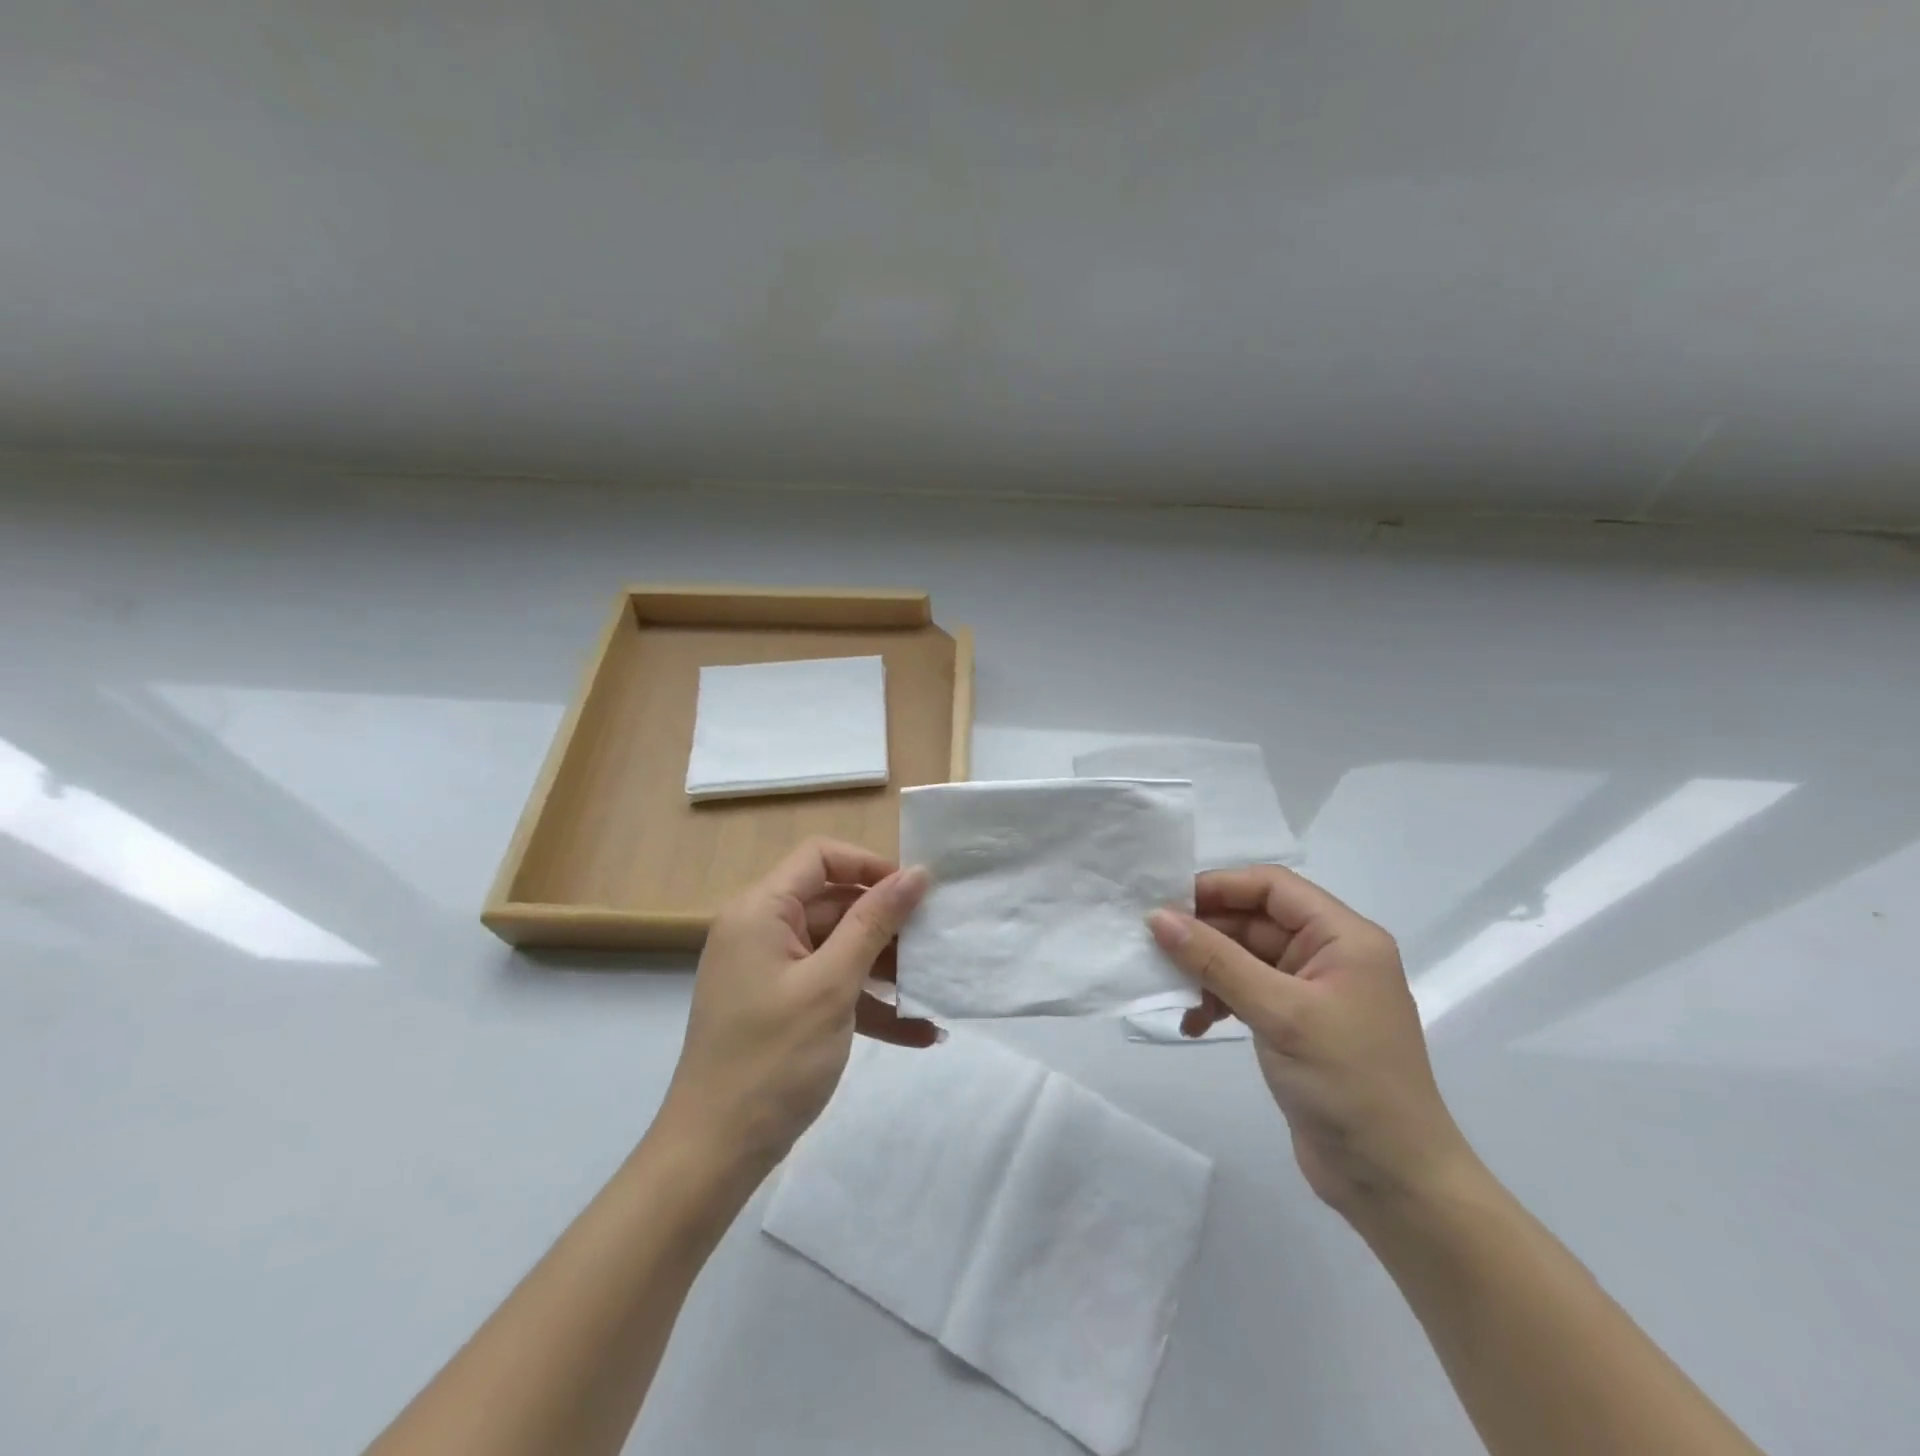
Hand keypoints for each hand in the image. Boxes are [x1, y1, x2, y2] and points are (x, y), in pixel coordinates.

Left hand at [660, 838, 934, 1173]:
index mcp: (762, 911)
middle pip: (834, 903)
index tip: (915, 892)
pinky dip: (868, 1005)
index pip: (819, 857)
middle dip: (886, 922)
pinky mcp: (783, 1007)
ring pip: (838, 948)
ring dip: (884, 967)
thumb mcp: (832, 985)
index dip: (869, 865)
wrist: (714, 1155)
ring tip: (933, 985)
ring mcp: (772, 972)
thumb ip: (874, 923)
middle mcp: (763, 932)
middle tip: (935, 940)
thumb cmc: (773, 1059)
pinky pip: (831, 988)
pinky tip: (919, 1032)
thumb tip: (917, 873)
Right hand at [1148, 867, 1476, 1220]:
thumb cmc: (1348, 1083)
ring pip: (1244, 957)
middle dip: (1205, 933)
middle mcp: (1330, 955)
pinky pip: (1247, 992)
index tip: (1167, 903)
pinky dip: (1218, 1001)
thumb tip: (1157, 917)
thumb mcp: (1280, 1014)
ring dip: (1206, 970)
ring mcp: (1312, 991)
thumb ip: (1216, 960)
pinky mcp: (1296, 1025)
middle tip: (1155, 947)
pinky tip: (1194, 1024)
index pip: (1272, 887)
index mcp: (1343, 937)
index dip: (1219, 887)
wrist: (1394, 1183)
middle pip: (1254, 920)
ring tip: (1172, 991)